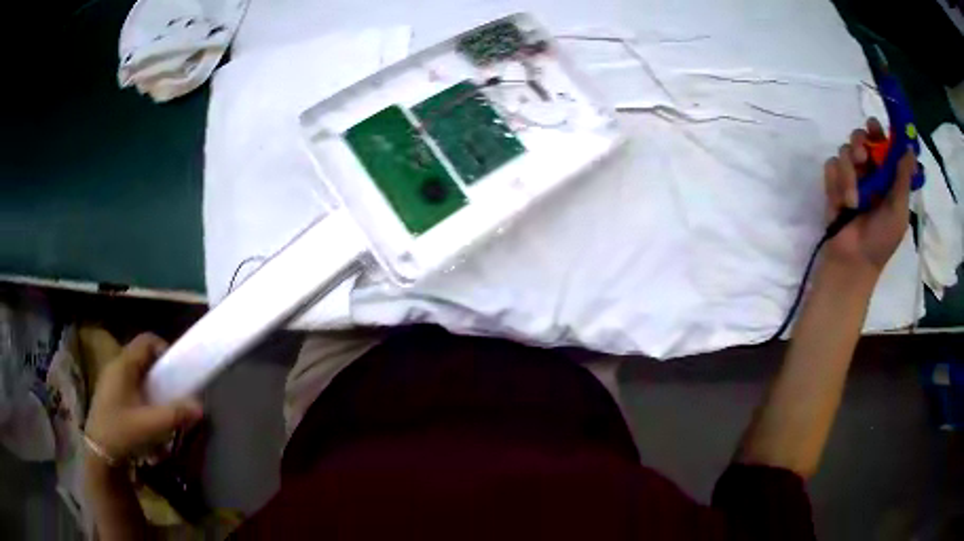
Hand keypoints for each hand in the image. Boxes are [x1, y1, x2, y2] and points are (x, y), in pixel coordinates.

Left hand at [85, 333, 202, 464]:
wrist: (99, 453)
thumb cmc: (122, 432)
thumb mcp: (151, 425)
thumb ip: (176, 414)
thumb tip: (201, 406)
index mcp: (124, 364)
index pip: (146, 341)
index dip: (164, 348)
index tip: (177, 370)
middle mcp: (116, 366)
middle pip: (142, 357)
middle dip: (160, 371)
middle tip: (173, 391)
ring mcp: (110, 380)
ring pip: (136, 372)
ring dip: (151, 384)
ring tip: (162, 406)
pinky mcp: (109, 395)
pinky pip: (129, 385)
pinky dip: (142, 393)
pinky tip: (146, 416)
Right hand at [823, 117, 915, 277]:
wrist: (854, 261)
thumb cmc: (881, 240)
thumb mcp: (899, 211)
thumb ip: (903, 179)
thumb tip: (910, 148)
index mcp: (887, 176)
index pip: (883, 142)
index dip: (879, 131)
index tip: (874, 127)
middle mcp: (869, 171)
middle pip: (861, 137)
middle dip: (860, 142)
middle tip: (862, 156)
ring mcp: (850, 176)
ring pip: (845, 150)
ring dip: (849, 173)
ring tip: (854, 199)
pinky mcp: (834, 183)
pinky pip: (831, 166)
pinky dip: (836, 182)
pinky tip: (842, 202)